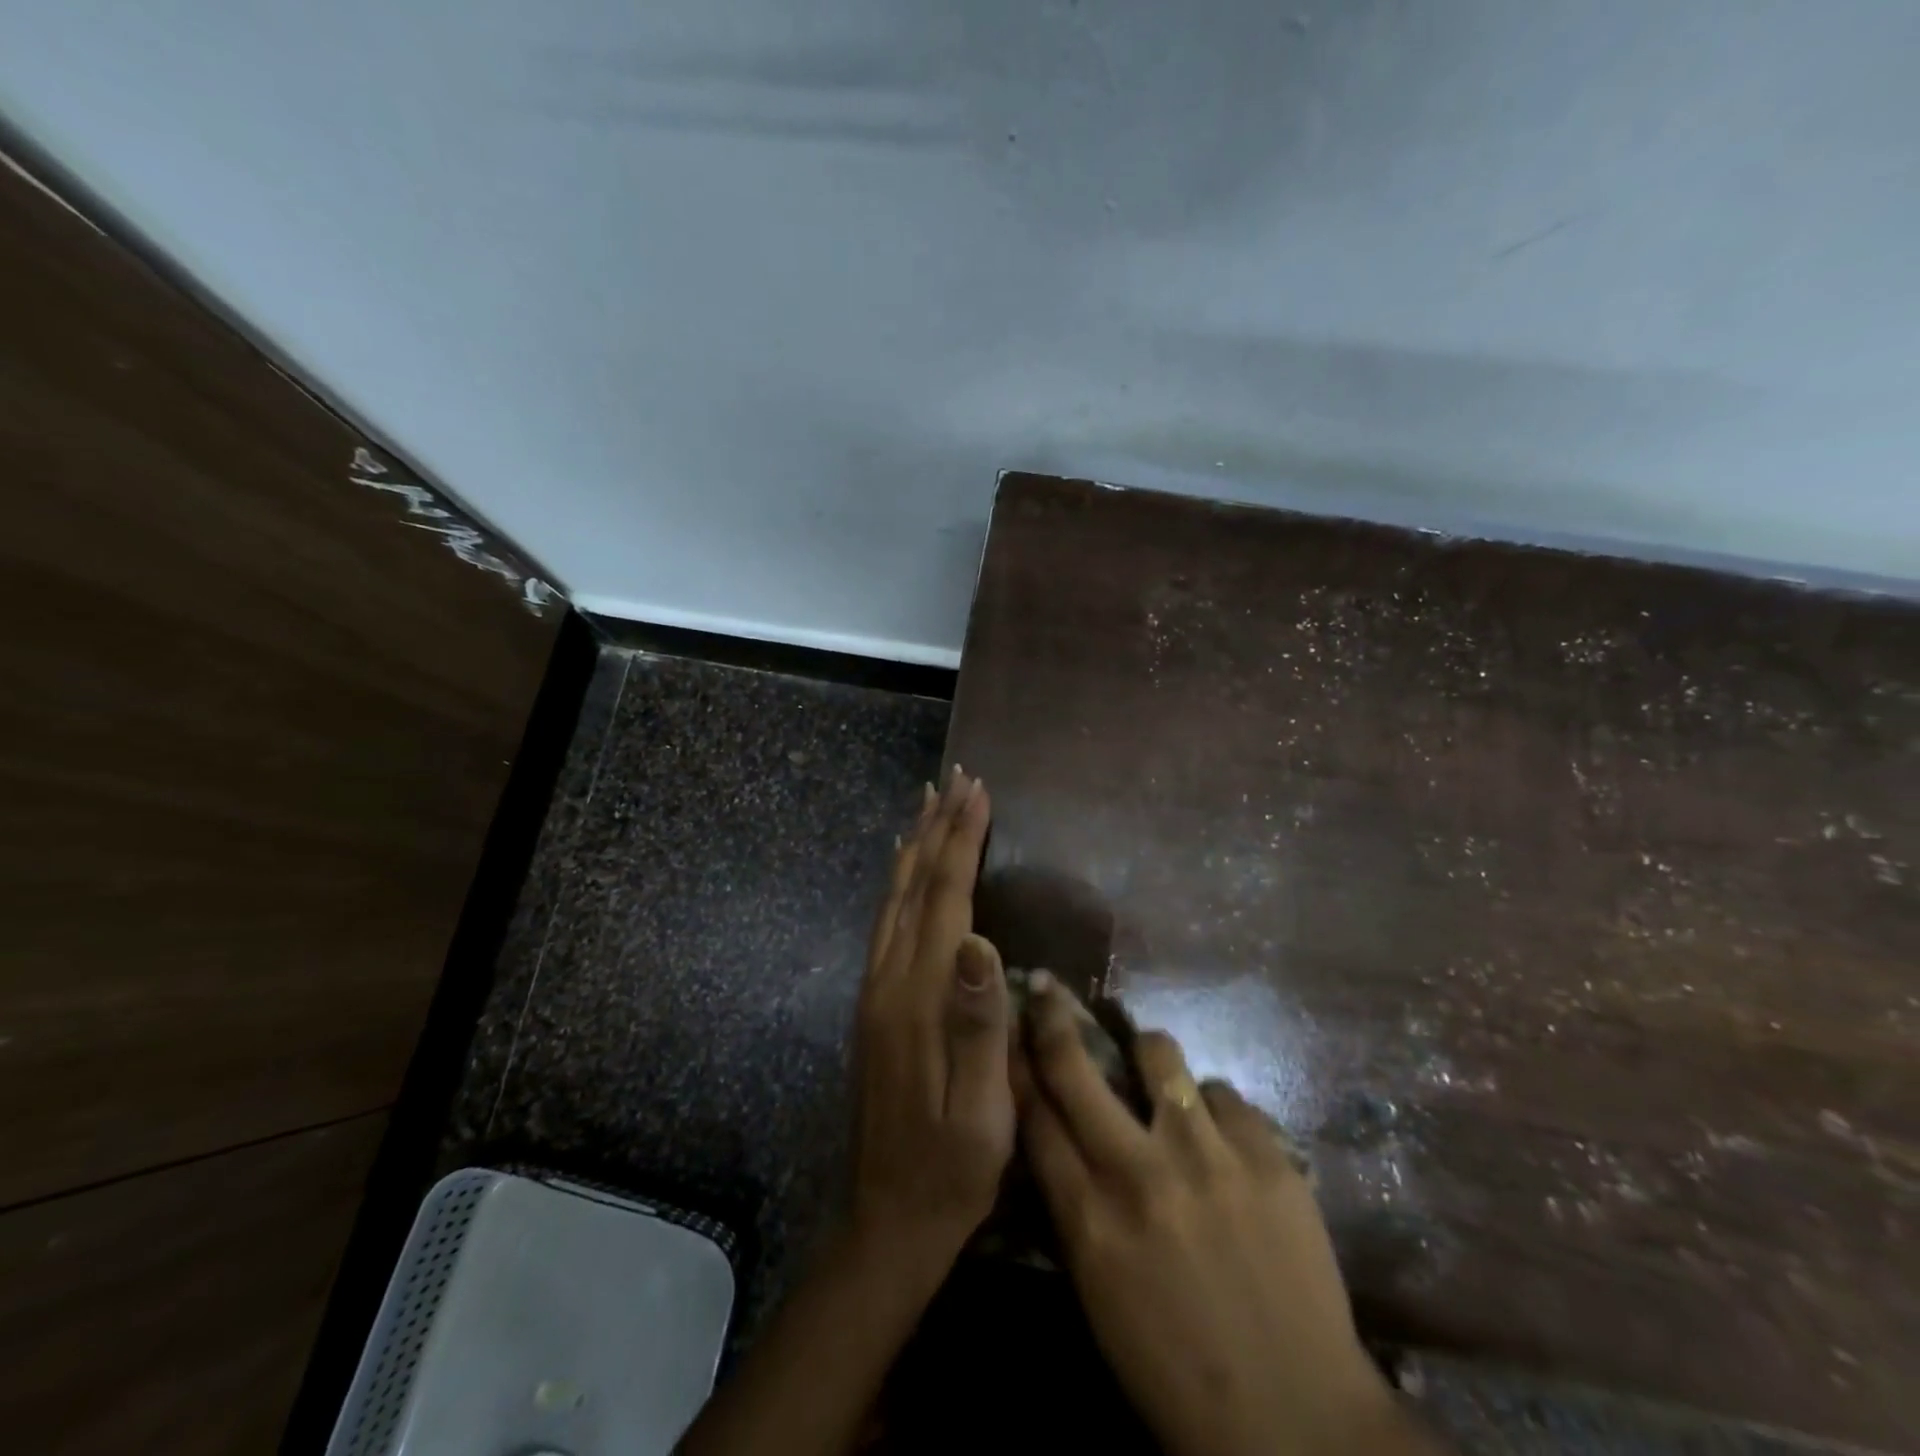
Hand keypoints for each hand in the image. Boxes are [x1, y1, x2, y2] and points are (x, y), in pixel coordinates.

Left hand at [849, 766, 1010, 1268]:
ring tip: (929, 804)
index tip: (977, 792)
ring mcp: (876, 990)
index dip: (961, 841)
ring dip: (915, 846)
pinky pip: (886, 923)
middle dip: (937, 827)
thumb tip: (981, 941)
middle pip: (914, 885)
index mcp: (921, 997)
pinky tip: (905, 871)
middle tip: (955, 778)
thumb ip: (980, 1025)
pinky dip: (899, 883)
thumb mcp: (983, 1111)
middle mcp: (890, 979)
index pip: (945, 898)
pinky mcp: (874, 1004)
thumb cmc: (952, 1169)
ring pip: (896, 898)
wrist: (888, 1217)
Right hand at [1019, 975, 1419, 1455]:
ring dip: (1148, 1053)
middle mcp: (1139, 1172)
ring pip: (1158, 1052)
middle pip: (1075, 1067)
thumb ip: (1073, 1203)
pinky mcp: (1268, 1156)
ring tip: (1157, 1070)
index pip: (1033, 1115)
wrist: (1299, 1422)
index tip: (1008, 1027)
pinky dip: (1215, 1111)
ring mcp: (1207, 1158)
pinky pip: (1225, 1094)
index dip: (1016, 1064)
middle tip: (1047, 988)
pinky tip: (1224, 1143)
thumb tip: (1056, 1132)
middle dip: (1053, 1018)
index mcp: (1089, 1220)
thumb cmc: (1177, 1368)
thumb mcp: (1099, 1290)